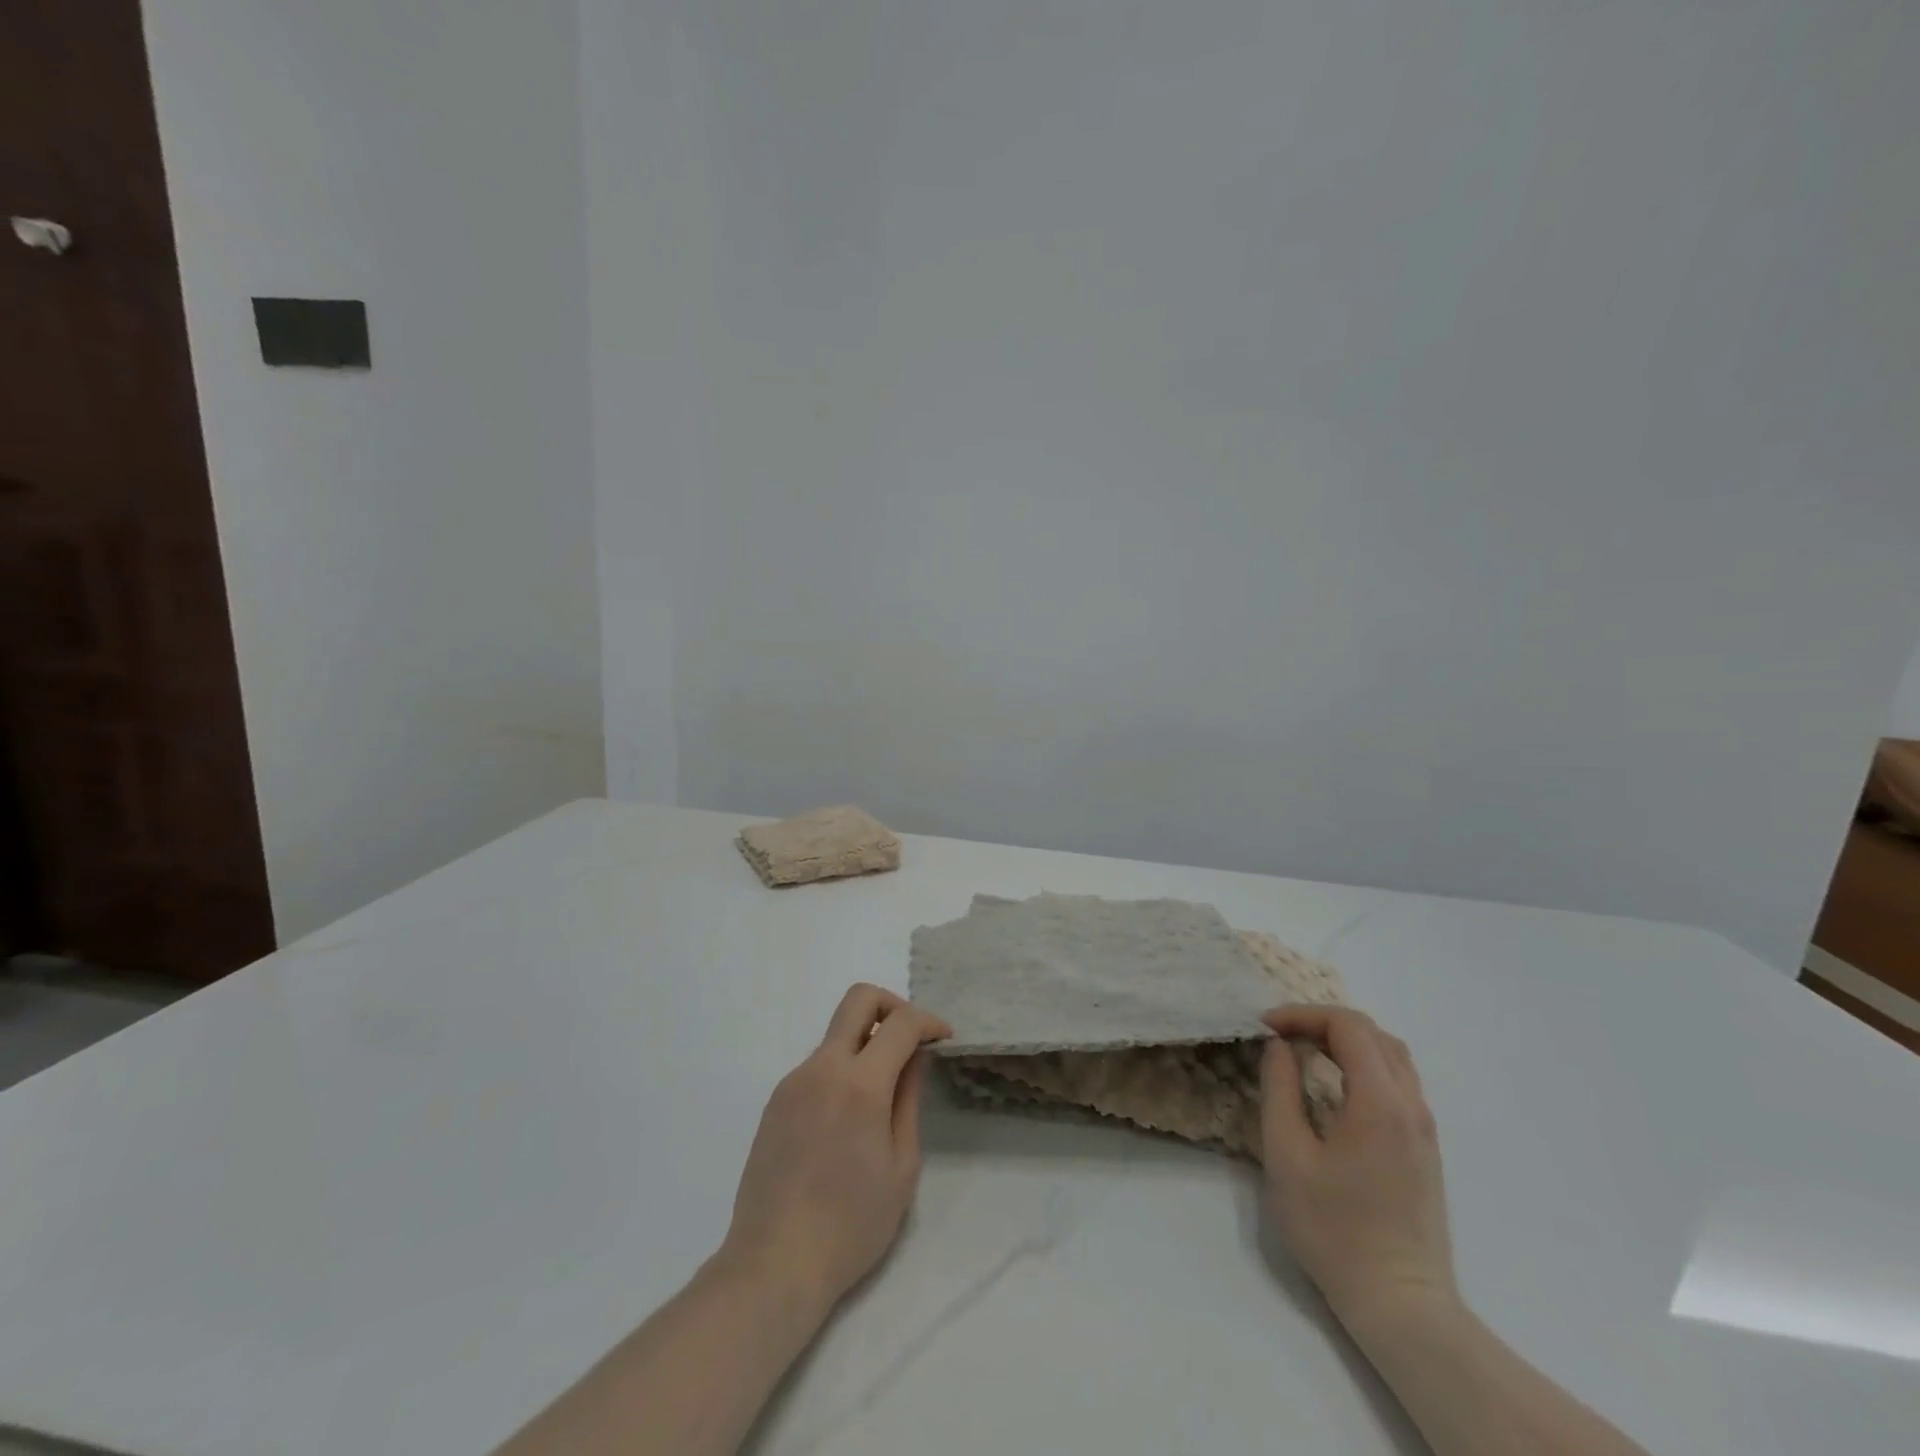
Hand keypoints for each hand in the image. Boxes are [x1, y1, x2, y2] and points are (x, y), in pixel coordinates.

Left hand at [718, 984, 952, 1315]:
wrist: (773, 1265)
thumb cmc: (851, 1225)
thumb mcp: (901, 1166)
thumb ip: (909, 1099)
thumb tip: (914, 1057)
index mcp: (859, 1084)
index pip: (901, 1022)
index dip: (929, 1021)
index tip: (943, 1039)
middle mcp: (822, 1068)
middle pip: (858, 999)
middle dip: (893, 1005)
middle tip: (911, 1038)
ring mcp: (793, 1081)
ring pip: (837, 1035)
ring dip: (866, 1045)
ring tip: (882, 1096)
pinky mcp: (776, 1101)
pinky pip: (818, 1066)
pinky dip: (842, 1072)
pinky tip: (848, 1121)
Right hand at [1259, 1006, 1457, 1329]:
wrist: (1400, 1303)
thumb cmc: (1333, 1228)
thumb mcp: (1286, 1154)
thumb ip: (1280, 1088)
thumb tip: (1279, 1046)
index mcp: (1379, 1101)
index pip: (1347, 1026)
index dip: (1302, 1015)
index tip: (1265, 1027)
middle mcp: (1410, 1104)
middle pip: (1372, 1033)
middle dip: (1322, 1022)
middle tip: (1280, 1035)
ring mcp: (1424, 1127)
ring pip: (1391, 1054)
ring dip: (1346, 1040)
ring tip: (1305, 1051)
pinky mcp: (1425, 1147)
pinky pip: (1398, 1080)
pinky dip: (1363, 1063)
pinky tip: (1334, 1085)